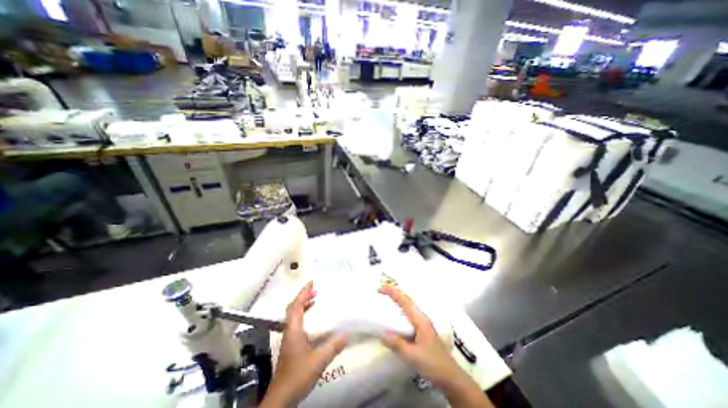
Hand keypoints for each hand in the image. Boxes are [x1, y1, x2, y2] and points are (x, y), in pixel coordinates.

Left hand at [261, 282, 347, 407]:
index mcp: (294, 330)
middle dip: (303, 296)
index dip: (303, 293)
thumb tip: (347, 334)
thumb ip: (333, 347)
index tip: (312, 282)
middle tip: (315, 289)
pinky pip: (296, 323)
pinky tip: (312, 320)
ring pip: (294, 315)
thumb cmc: (298, 375)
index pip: (296, 306)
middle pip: (293, 308)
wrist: (281, 398)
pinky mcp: (290, 344)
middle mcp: (289, 331)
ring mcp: (289, 338)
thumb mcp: (318, 361)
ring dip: (303, 305)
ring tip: (314, 299)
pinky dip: (303, 315)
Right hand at [374, 284, 459, 388]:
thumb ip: (398, 345)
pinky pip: (409, 314)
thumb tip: (382, 334)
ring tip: (386, 298)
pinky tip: (396, 316)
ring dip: (398, 299)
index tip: (381, 288)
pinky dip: (401, 309)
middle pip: (407, 300)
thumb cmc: (433, 364)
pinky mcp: (422, 331)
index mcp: (420, 320)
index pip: (405, 301)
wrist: (450, 377)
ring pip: (409, 306)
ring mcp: (423, 324)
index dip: (393, 293)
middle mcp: (421, 318)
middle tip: (381, 291)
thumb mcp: (413, 356)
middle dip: (395, 293)